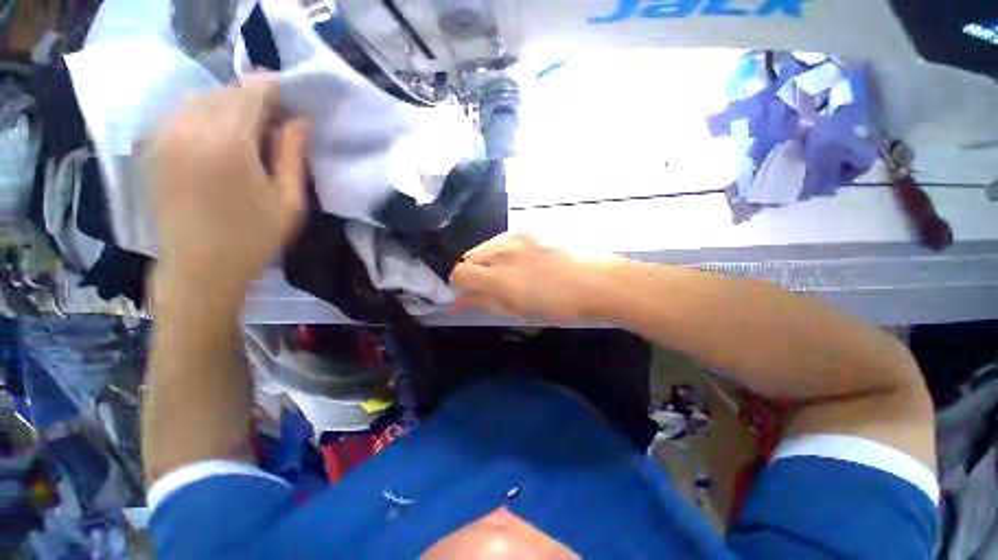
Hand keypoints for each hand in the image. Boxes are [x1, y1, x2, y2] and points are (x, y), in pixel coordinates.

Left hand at [145, 77, 308, 290]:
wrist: (198, 268)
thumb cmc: (253, 239)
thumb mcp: (288, 201)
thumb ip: (293, 156)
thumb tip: (298, 121)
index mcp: (228, 144)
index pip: (251, 94)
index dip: (273, 89)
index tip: (289, 96)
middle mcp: (189, 130)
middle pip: (225, 92)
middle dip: (252, 97)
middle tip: (274, 117)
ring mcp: (164, 137)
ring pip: (200, 98)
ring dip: (227, 104)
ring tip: (247, 126)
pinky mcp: (152, 148)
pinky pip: (179, 112)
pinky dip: (202, 113)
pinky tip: (217, 134)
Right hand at [450, 233, 614, 322]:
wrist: (590, 281)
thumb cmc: (555, 305)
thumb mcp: (516, 310)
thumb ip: (482, 303)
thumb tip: (455, 305)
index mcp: (496, 276)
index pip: (458, 273)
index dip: (458, 286)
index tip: (468, 295)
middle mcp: (499, 252)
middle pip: (467, 259)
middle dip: (470, 274)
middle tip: (487, 288)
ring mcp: (512, 238)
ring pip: (482, 249)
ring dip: (483, 263)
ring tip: (502, 276)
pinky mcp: (524, 232)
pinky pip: (497, 242)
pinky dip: (496, 253)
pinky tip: (513, 263)